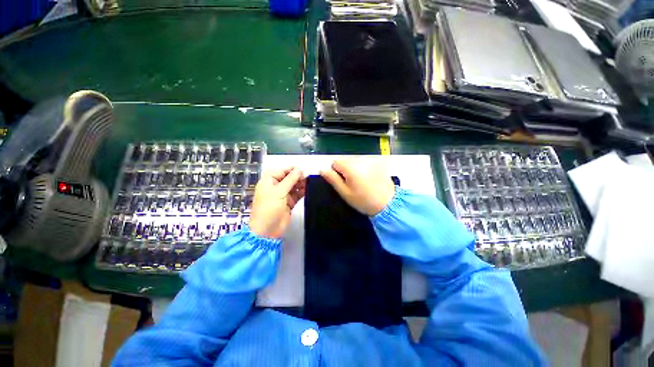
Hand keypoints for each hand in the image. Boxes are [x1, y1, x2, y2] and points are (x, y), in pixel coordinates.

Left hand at [249, 167, 305, 238]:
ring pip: (293, 186)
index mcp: (268, 182)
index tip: (301, 169)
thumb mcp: (279, 191)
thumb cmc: (269, 208)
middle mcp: (275, 187)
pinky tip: (308, 189)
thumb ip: (290, 179)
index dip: (290, 169)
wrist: (268, 230)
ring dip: (301, 184)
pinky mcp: (289, 203)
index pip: (280, 171)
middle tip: (307, 177)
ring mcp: (283, 195)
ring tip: (309, 182)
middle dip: (297, 177)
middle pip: (288, 178)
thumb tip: (299, 169)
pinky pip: (297, 194)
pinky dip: (302, 192)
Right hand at [320, 158, 394, 215]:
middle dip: (346, 171)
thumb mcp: (345, 193)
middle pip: (346, 161)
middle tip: (353, 185)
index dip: (336, 173)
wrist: (388, 204)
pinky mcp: (379, 163)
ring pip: (356, 162)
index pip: (335, 162)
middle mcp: (361, 160)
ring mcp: (371, 161)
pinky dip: (365, 169)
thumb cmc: (364, 201)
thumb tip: (322, 169)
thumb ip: (333, 179)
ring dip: (356, 170)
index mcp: (351, 167)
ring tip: (362, 183)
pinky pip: (366, 163)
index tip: (343, 183)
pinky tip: (370, 180)